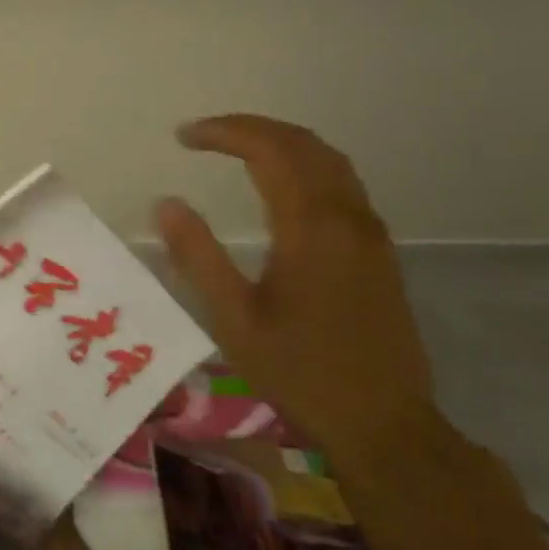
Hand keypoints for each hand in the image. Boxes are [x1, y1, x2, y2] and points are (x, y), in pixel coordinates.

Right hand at [155, 114, 437, 464]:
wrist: (383, 421)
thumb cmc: (299, 372)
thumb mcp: (233, 319)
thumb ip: (197, 256)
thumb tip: (166, 203)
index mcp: (311, 227)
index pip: (269, 150)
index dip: (225, 132)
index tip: (183, 136)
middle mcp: (347, 217)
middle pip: (304, 144)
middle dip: (252, 128)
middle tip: (204, 135)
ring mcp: (370, 232)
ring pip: (330, 160)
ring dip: (282, 142)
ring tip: (237, 148)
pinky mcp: (379, 250)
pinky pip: (343, 183)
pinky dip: (306, 165)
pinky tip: (282, 185)